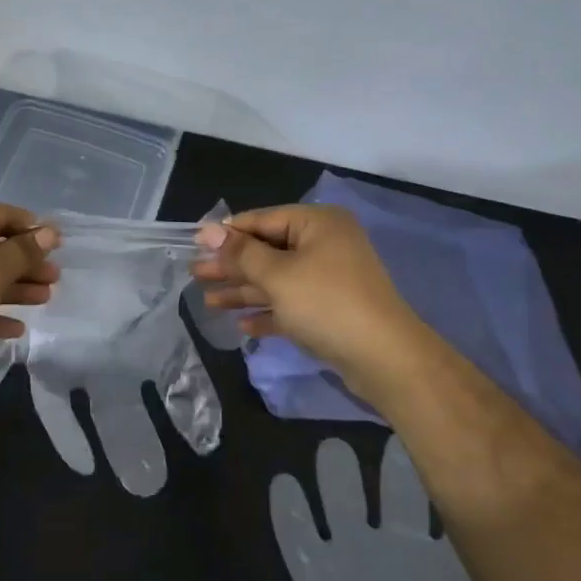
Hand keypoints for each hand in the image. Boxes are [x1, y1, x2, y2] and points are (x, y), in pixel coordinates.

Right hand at [192, 204, 420, 399]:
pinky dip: (268, 313)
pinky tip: (242, 326)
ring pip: (277, 280)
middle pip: (267, 251)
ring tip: (208, 302)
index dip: (227, 234)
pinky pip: (291, 304)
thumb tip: (207, 230)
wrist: (385, 359)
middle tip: (195, 275)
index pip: (262, 220)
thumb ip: (240, 253)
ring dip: (244, 291)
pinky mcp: (331, 310)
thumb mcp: (277, 275)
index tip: (194, 245)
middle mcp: (324, 245)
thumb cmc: (327, 303)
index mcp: (317, 224)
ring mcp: (329, 279)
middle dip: (231, 266)